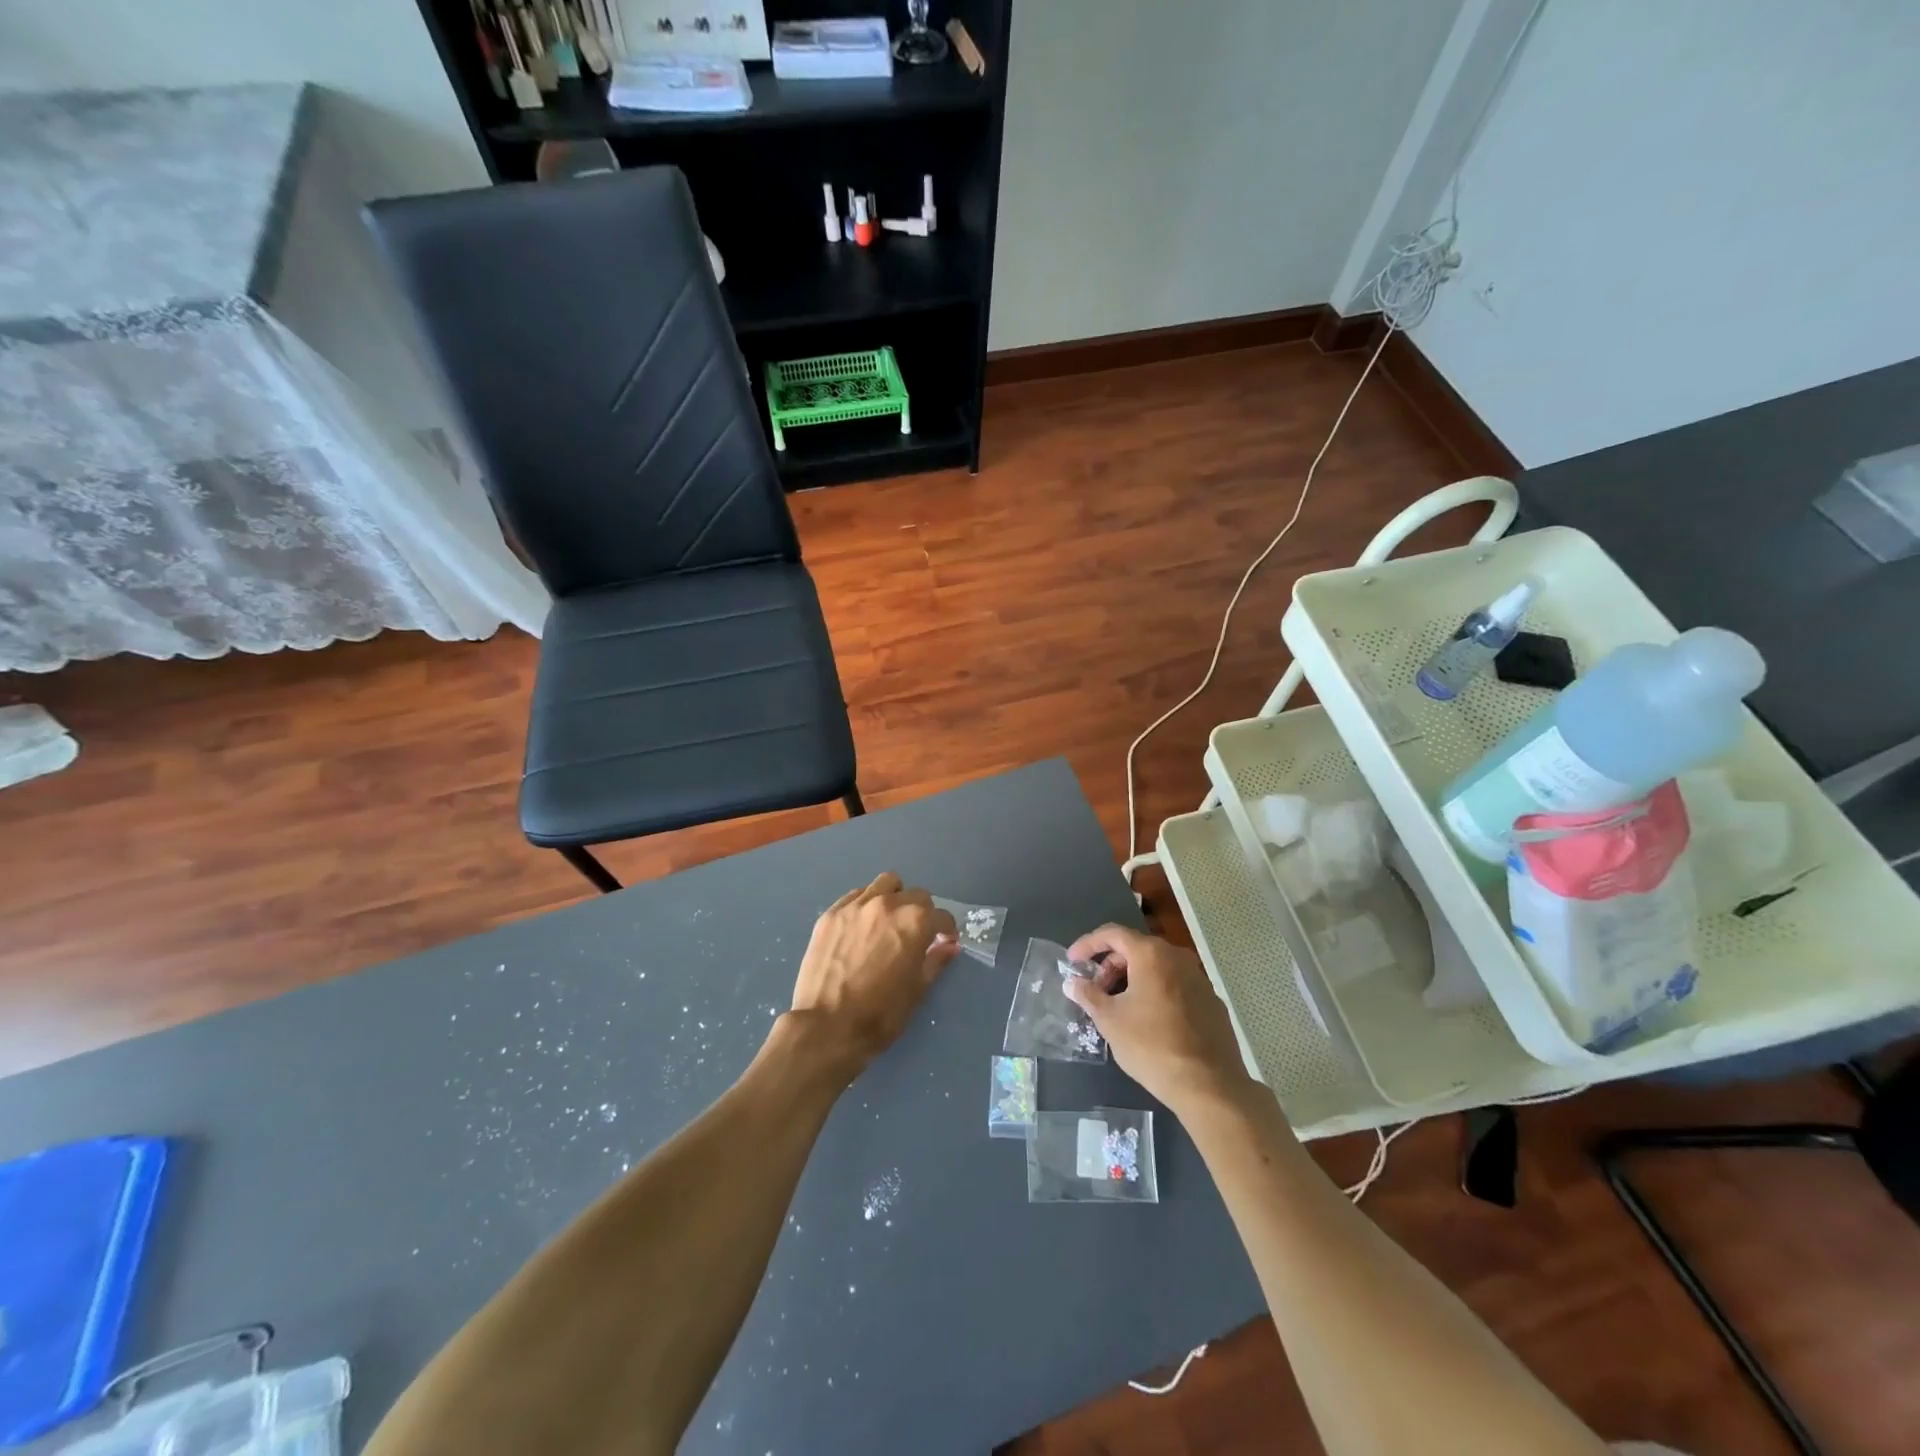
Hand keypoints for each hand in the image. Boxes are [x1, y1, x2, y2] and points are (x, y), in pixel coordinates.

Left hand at [786, 872, 957, 1081]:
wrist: (826, 1027)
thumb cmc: (880, 1014)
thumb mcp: (917, 990)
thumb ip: (936, 961)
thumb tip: (950, 946)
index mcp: (915, 922)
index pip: (941, 916)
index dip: (946, 930)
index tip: (943, 941)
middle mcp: (888, 904)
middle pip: (916, 895)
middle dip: (922, 913)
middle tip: (915, 934)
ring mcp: (856, 905)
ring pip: (885, 884)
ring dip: (894, 898)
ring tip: (888, 921)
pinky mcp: (831, 913)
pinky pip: (856, 895)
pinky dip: (866, 904)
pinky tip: (862, 926)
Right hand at [1063, 924, 1253, 1112]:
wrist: (1209, 1086)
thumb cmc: (1151, 1046)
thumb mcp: (1110, 1020)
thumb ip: (1088, 995)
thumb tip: (1072, 982)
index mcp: (1151, 954)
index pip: (1113, 933)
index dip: (1088, 944)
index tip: (1072, 961)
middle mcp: (1177, 957)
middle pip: (1136, 948)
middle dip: (1110, 965)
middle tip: (1096, 990)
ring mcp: (1199, 978)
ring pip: (1157, 967)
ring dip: (1133, 979)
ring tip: (1119, 1006)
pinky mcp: (1211, 1001)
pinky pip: (1175, 985)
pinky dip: (1156, 991)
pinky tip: (1149, 1020)